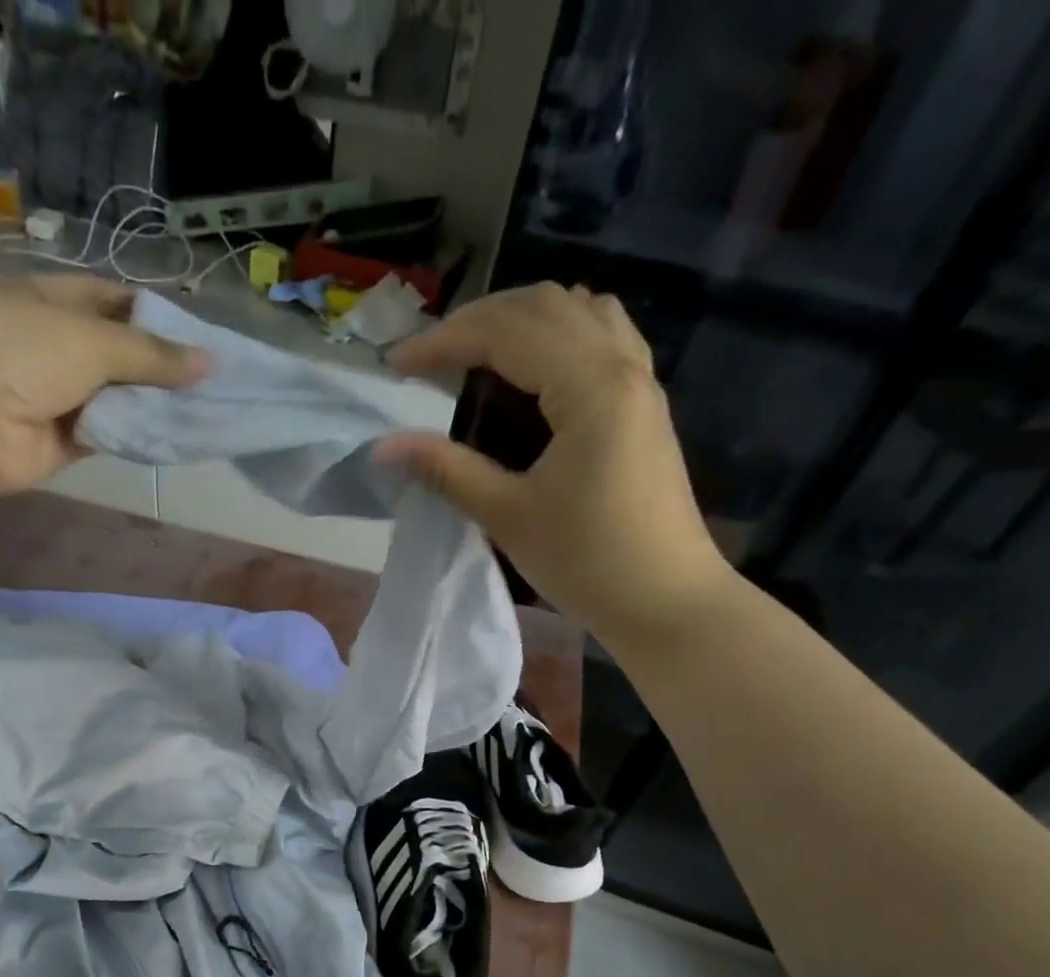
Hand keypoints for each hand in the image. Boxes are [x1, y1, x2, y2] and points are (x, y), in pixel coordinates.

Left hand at [0, 276, 206, 496]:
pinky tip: (171, 436)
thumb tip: (209, 362)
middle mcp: (51, 344)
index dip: (153, 315)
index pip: (111, 300)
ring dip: (150, 405)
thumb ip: (151, 355)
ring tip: (202, 410)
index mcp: (48, 300)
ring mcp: (54, 395)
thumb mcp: (91, 341)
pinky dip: (134, 436)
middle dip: (159, 366)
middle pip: (117, 353)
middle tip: (211, 381)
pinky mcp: (59, 442)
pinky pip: (107, 435)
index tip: (197, 336)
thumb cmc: (18, 354)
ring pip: (114, 398)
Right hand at [377, 284, 732, 639]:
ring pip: (578, 311)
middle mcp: (621, 365)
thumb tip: (383, 448)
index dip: (444, 340)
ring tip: (476, 356)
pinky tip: (532, 372)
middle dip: (478, 321)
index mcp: (591, 386)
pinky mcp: (644, 404)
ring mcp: (640, 381)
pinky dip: (557, 335)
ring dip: (520, 320)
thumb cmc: (588, 562)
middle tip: (430, 359)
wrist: (666, 600)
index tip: (396, 365)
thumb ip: (447, 471)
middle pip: (544, 304)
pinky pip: (602, 336)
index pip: (507, 331)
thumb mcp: (509, 516)